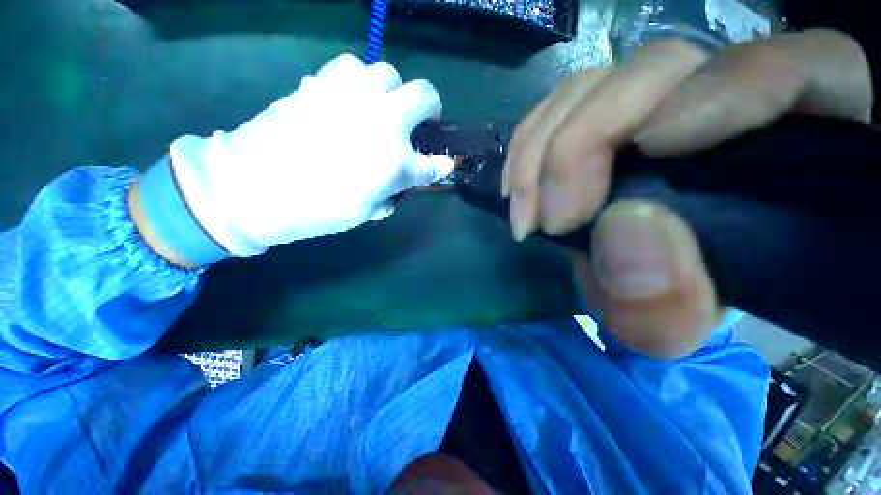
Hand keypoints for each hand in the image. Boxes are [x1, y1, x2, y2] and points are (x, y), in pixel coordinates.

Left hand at [169, 54, 453, 256]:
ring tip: (382, 109)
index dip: (440, 165)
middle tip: (422, 122)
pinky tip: (351, 98)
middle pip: (423, 95)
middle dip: (430, 108)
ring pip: (388, 73)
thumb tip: (400, 183)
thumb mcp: (365, 211)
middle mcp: (382, 121)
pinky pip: (351, 68)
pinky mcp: (321, 82)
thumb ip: (391, 192)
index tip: (442, 164)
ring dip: (393, 91)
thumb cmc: (317, 210)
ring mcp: (352, 95)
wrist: (253, 187)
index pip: (433, 163)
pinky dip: (359, 81)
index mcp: (395, 161)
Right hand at [504, 30, 872, 357]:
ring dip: (540, 151)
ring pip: (593, 85)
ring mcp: (648, 103)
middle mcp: (721, 100)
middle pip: (662, 67)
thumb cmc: (673, 304)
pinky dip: (528, 146)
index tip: (651, 149)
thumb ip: (666, 299)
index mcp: (793, 146)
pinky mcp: (599, 118)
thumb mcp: (673, 323)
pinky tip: (517, 189)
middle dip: (583, 142)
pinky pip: (558, 107)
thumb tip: (627, 231)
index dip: (733, 86)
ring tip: (525, 212)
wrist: (632, 283)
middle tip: (549, 220)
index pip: (805, 68)